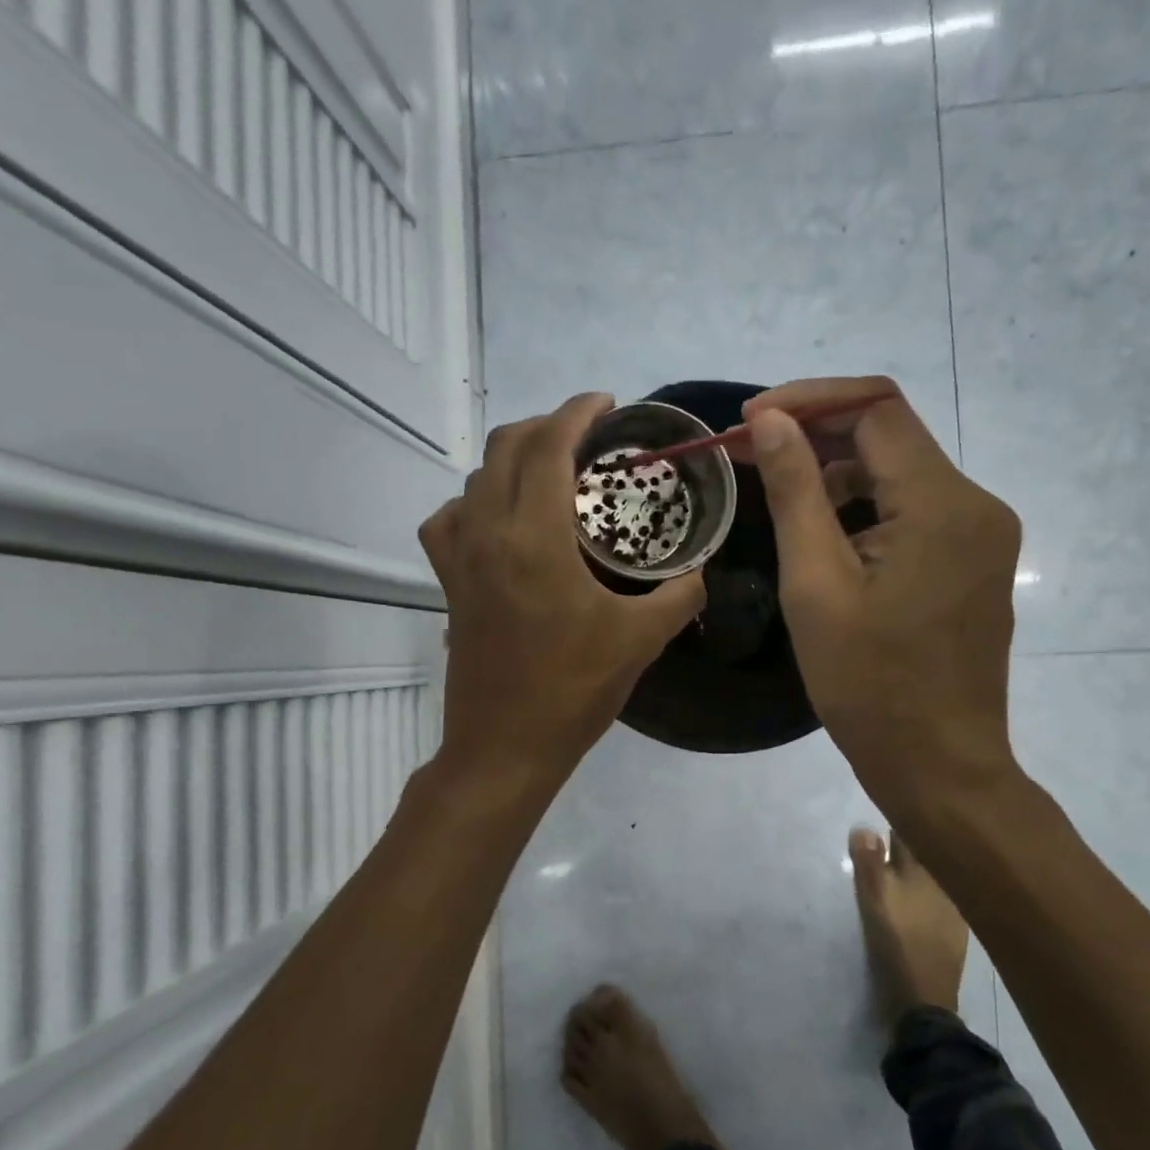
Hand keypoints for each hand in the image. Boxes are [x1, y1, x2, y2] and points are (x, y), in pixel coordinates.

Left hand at [419, 393, 705, 785]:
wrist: (505, 746)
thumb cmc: (573, 690)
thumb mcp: (640, 640)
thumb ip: (680, 595)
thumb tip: (701, 572)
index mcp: (535, 538)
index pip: (548, 448)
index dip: (577, 413)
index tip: (606, 403)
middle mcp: (489, 533)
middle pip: (505, 448)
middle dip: (547, 425)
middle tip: (588, 434)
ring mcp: (461, 558)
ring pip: (475, 478)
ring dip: (511, 457)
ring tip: (550, 469)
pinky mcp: (449, 583)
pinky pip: (448, 520)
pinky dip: (473, 501)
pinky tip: (497, 518)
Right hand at [739, 377, 1022, 815]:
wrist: (939, 766)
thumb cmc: (869, 685)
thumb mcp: (815, 585)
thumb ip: (795, 491)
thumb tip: (769, 420)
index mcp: (943, 505)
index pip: (877, 409)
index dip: (808, 401)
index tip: (748, 421)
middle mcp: (976, 505)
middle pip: (890, 435)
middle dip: (816, 433)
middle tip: (747, 453)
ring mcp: (981, 535)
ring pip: (899, 473)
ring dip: (836, 473)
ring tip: (776, 497)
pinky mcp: (973, 561)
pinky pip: (913, 510)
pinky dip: (864, 508)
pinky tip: (823, 536)